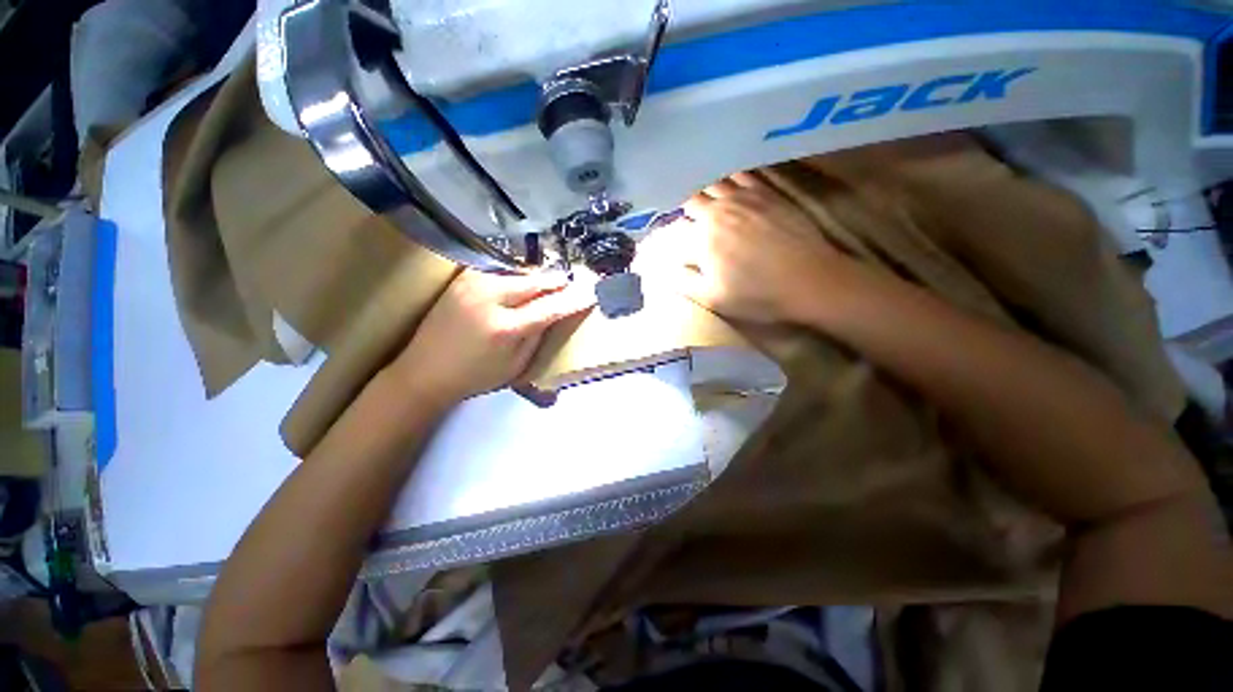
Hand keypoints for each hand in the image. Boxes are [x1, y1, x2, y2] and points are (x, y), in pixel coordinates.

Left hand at [389, 270, 594, 405]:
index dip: (573, 300)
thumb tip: (554, 313)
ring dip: (538, 278)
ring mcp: (472, 285)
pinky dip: (516, 277)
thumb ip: (537, 336)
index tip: (590, 293)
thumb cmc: (476, 377)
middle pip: (535, 282)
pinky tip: (522, 284)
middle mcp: (489, 299)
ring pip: (518, 273)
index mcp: (506, 328)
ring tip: (551, 284)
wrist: (425, 372)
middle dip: (557, 281)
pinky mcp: (462, 280)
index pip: (550, 307)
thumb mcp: (516, 366)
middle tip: (572, 283)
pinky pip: (499, 272)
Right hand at [645, 173, 844, 323]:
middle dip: (681, 207)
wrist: (809, 281)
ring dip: (701, 188)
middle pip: (689, 199)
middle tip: (681, 216)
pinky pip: (740, 174)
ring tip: (698, 194)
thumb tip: (660, 268)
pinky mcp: (765, 192)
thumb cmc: (758, 295)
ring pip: (712, 182)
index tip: (666, 240)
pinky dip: (727, 176)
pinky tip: (725, 182)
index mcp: (701, 238)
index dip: (667, 235)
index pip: (674, 230)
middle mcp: (717, 211)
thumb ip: (682, 281)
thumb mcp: (713, 298)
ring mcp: (743, 197)